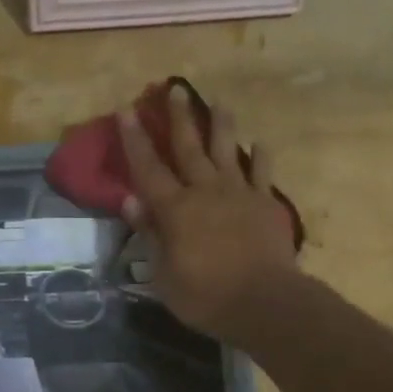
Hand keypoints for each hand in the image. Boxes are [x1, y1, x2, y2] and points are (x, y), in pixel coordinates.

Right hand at [118, 83, 300, 343]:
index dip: (135, 140)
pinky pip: (262, 173)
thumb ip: (149, 235)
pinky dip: (260, 156)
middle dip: (179, 118)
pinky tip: (260, 143)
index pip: (148, 169)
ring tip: (219, 102)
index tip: (126, 110)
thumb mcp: (163, 275)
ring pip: (228, 151)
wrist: (264, 302)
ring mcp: (239, 194)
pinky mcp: (266, 204)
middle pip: (189, 148)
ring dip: (221, 125)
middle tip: (174, 89)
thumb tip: (131, 201)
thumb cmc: (205, 296)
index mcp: (175, 210)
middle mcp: (205, 191)